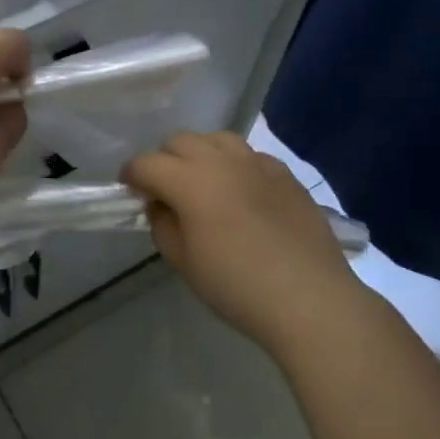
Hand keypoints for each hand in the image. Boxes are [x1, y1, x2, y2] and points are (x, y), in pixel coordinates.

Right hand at [124, 131, 361, 355]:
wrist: (310, 299)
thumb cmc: (237, 286)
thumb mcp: (184, 262)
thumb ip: (163, 225)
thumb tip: (160, 205)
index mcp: (190, 181)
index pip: (147, 163)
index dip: (132, 175)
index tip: (130, 191)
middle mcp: (222, 161)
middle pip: (180, 141)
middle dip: (164, 159)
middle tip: (165, 189)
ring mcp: (258, 163)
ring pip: (217, 139)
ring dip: (201, 154)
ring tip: (204, 183)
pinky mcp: (286, 175)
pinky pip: (250, 156)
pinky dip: (235, 166)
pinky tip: (242, 194)